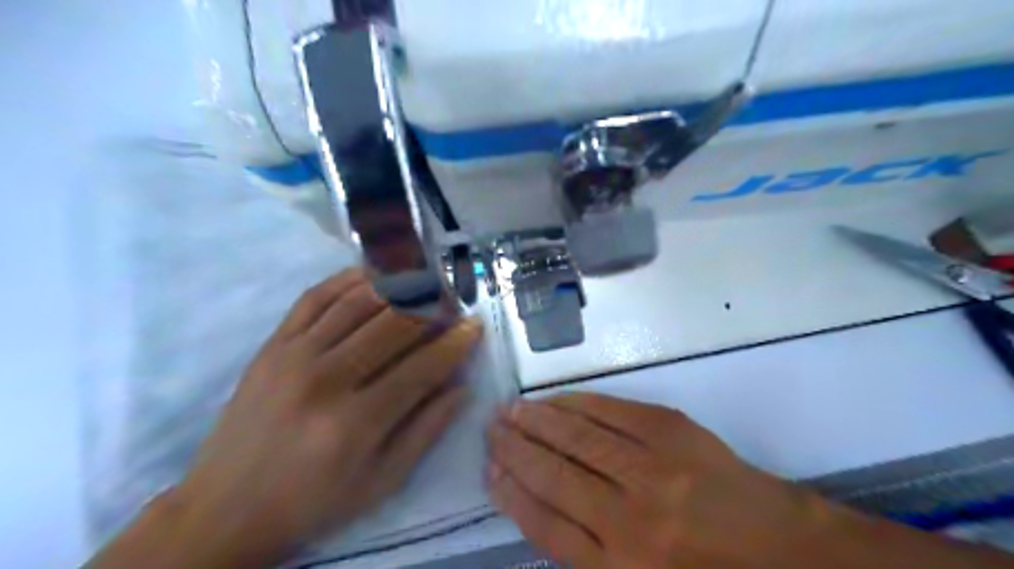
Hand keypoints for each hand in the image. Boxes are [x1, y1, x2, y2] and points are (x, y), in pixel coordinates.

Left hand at [162, 269, 481, 565]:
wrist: (226, 507)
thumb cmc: (313, 500)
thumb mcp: (381, 482)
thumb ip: (426, 430)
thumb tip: (460, 386)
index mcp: (356, 423)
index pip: (421, 368)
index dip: (454, 344)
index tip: (475, 326)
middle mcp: (325, 380)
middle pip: (393, 325)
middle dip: (432, 307)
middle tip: (452, 302)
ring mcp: (293, 355)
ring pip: (357, 302)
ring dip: (398, 285)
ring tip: (423, 283)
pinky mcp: (272, 345)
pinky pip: (314, 297)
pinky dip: (348, 279)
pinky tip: (374, 274)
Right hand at [484, 394, 831, 567]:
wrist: (781, 547)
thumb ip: (587, 553)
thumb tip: (537, 506)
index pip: (546, 525)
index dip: (512, 494)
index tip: (490, 472)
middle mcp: (630, 518)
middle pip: (555, 475)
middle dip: (515, 450)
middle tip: (491, 429)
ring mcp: (652, 467)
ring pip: (577, 438)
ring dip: (537, 422)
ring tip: (509, 410)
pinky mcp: (671, 430)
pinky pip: (610, 411)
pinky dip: (575, 404)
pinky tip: (553, 401)